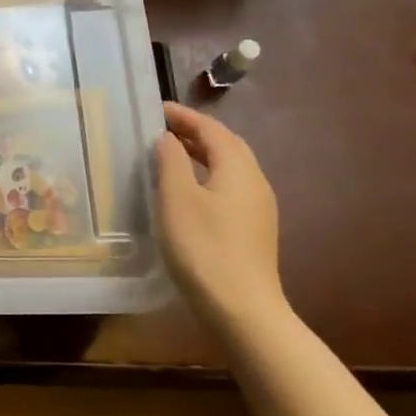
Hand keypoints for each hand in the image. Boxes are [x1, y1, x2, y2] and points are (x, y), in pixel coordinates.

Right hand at [154, 102, 285, 326]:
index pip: (212, 129)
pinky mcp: (254, 229)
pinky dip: (208, 175)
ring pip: (230, 167)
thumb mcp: (177, 198)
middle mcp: (255, 181)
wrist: (242, 307)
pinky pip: (230, 187)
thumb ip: (171, 161)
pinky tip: (189, 189)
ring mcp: (258, 207)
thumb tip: (168, 138)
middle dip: (196, 132)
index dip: (184, 116)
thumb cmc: (203, 246)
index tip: (156, 109)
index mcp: (238, 168)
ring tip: (172, 153)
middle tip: (163, 128)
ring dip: (202, 153)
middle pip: (227, 145)